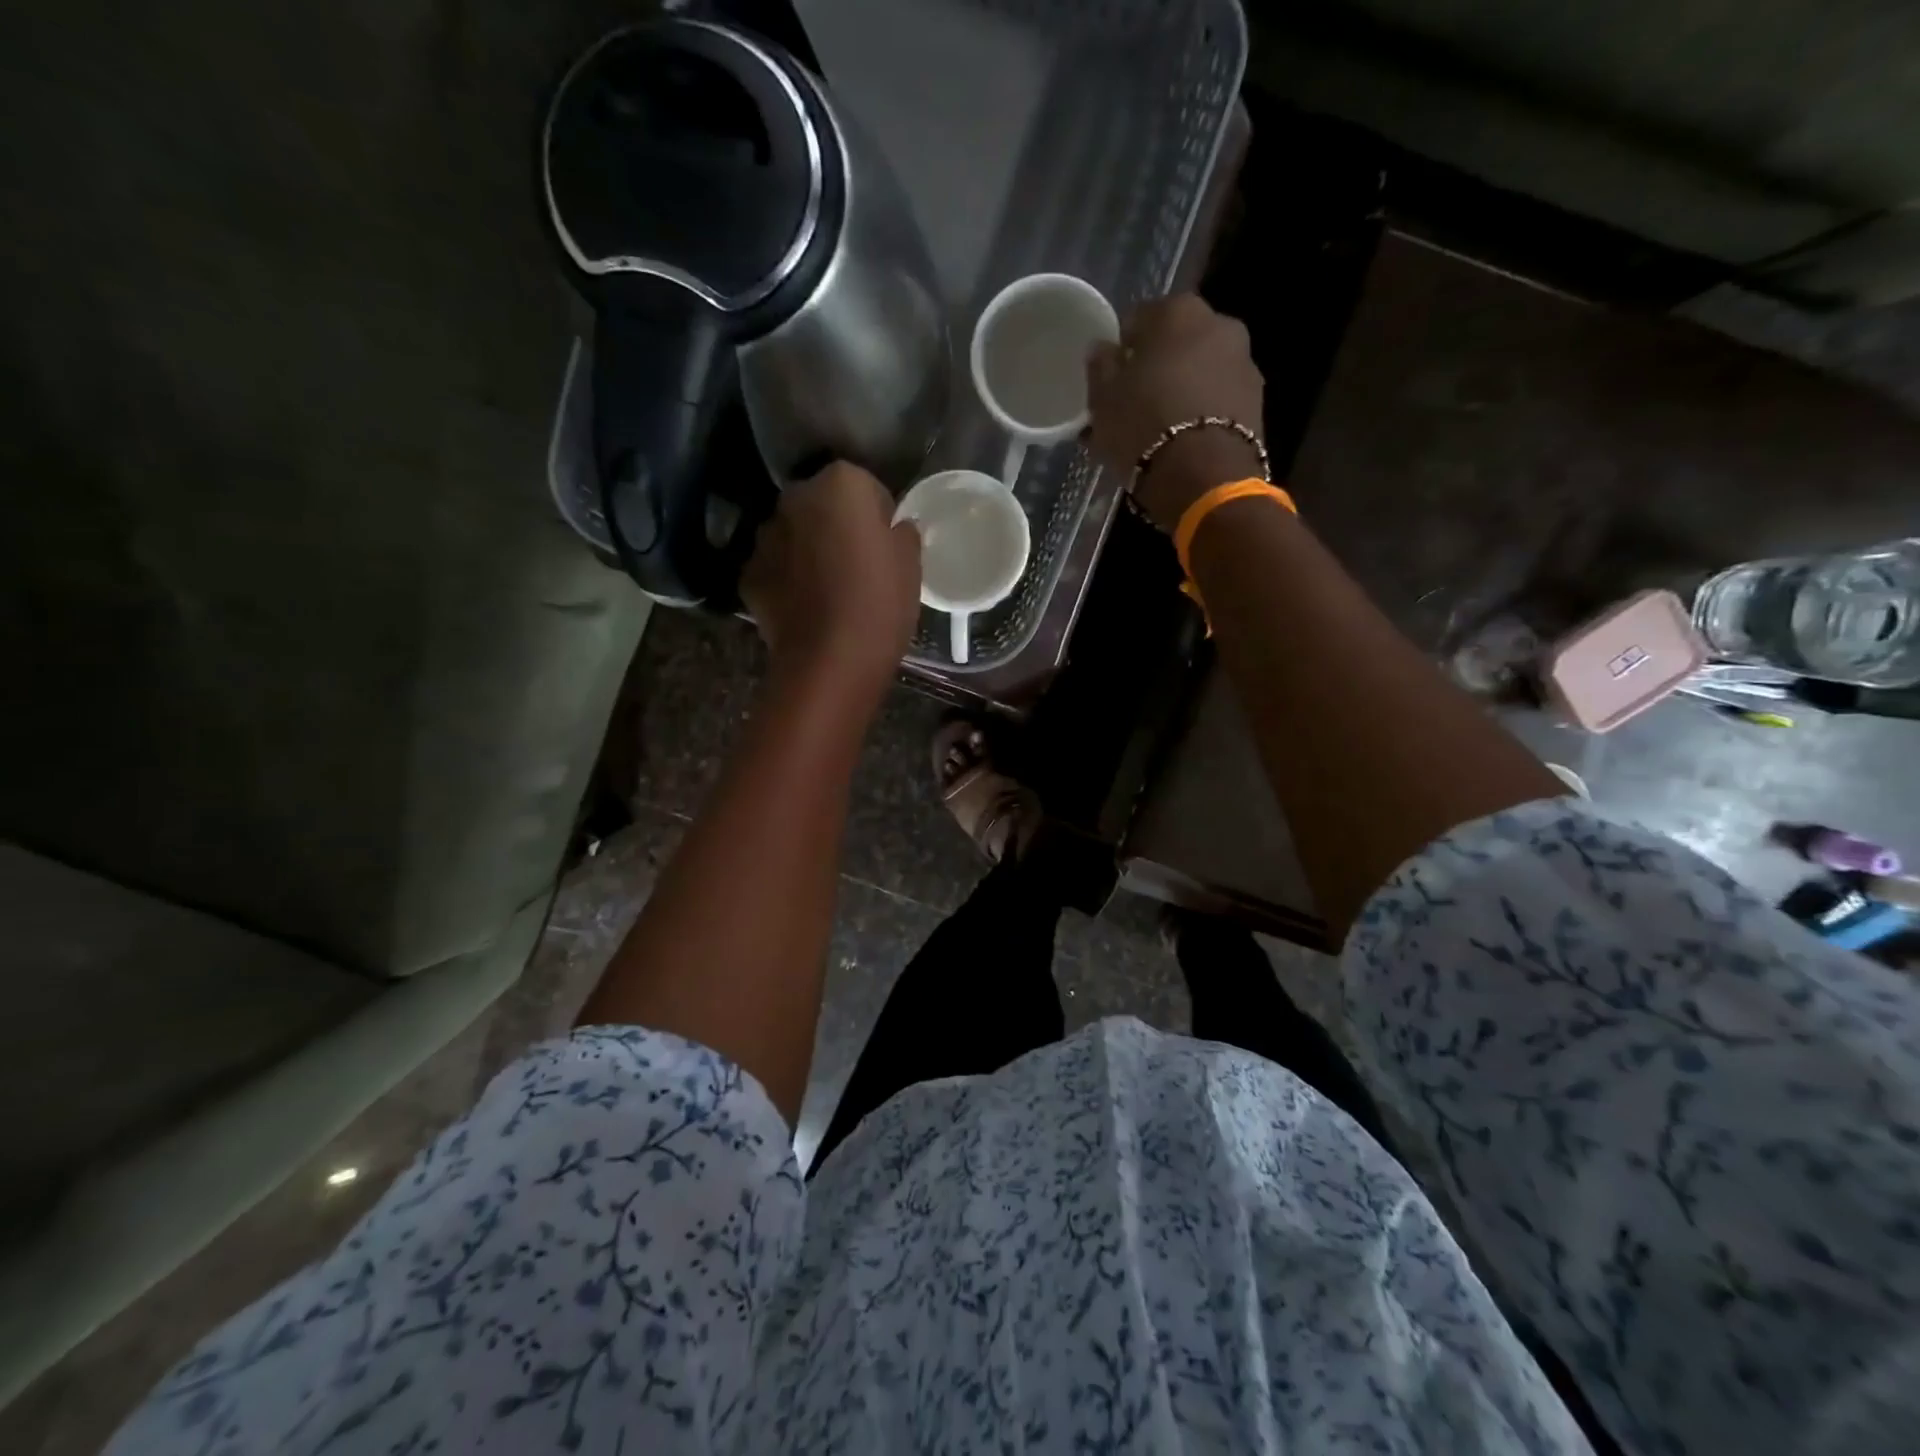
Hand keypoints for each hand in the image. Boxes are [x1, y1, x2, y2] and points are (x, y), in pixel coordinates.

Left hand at [741, 462, 921, 699]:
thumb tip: (894, 528)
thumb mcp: (911, 563)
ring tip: (830, 590)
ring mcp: (765, 536)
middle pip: (821, 505)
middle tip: (858, 565)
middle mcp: (794, 498)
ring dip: (808, 550)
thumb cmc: (880, 603)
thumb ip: (902, 533)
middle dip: (836, 526)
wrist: (830, 661)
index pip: (864, 486)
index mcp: (840, 484)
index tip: (885, 545)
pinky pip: (776, 568)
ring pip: (794, 535)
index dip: (877, 515)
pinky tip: (807, 608)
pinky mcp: (748, 574)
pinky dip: (787, 580)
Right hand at [1085, 294, 1264, 532]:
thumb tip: (1104, 349)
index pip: (1137, 320)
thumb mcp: (1103, 398)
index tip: (1109, 380)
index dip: (1121, 351)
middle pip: (1175, 344)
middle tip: (1131, 406)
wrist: (1203, 476)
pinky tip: (1179, 442)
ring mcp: (1243, 362)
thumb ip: (1101, 365)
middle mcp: (1219, 324)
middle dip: (1154, 369)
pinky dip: (1199, 413)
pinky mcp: (1256, 402)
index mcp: (1178, 310)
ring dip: (1179, 391)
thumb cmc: (1143, 426)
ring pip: (1198, 373)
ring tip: (1155, 431)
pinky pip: (1216, 400)